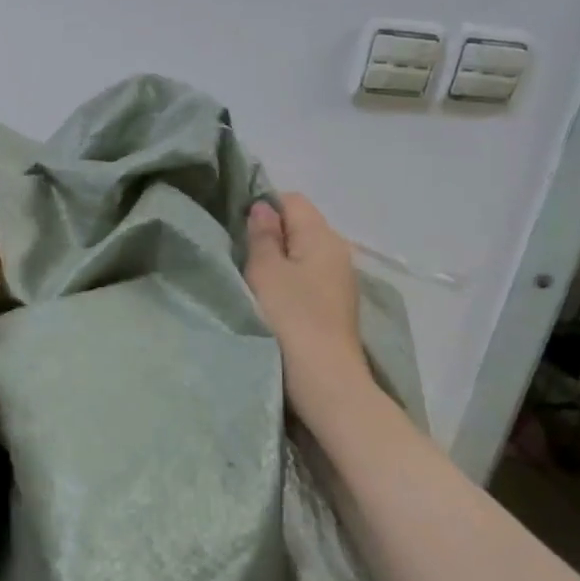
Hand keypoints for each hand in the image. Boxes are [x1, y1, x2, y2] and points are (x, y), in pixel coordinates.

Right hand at [245, 194, 367, 398]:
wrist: (325, 380)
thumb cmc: (290, 318)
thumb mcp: (265, 270)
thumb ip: (262, 234)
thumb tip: (263, 207)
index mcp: (322, 236)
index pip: (292, 200)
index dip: (263, 207)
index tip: (238, 229)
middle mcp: (338, 251)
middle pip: (300, 225)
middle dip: (270, 234)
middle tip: (241, 256)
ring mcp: (340, 280)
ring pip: (303, 253)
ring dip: (279, 261)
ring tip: (254, 280)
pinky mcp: (336, 305)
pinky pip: (309, 277)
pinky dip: (290, 281)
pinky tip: (274, 301)